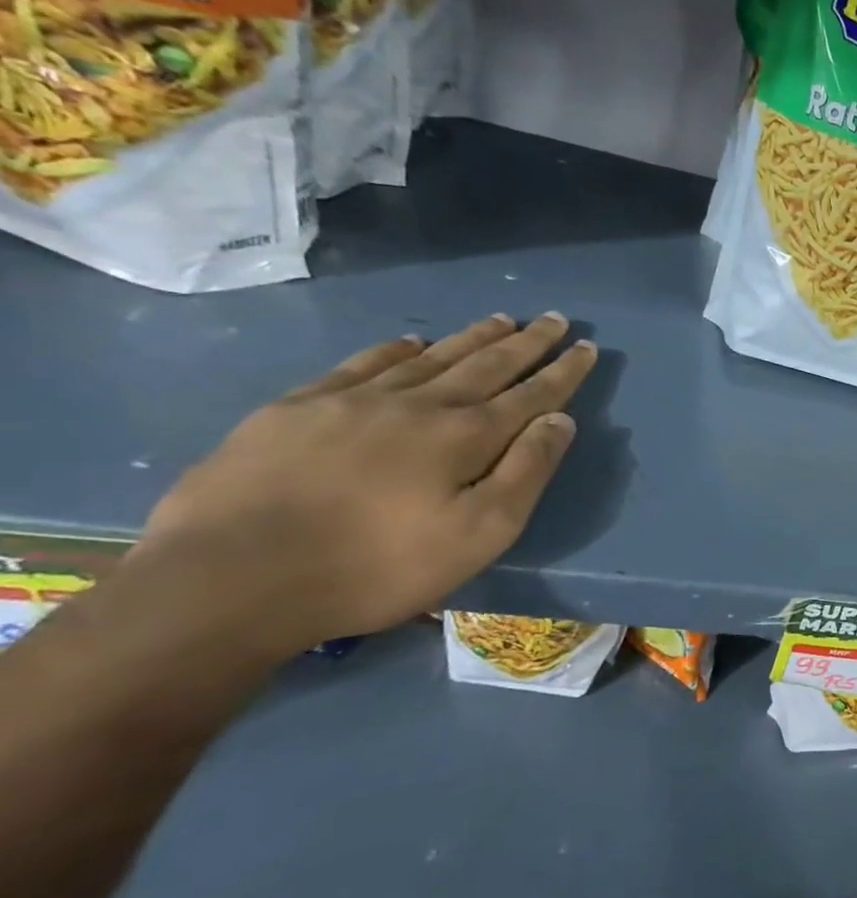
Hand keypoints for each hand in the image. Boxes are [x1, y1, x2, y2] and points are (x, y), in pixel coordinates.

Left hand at [131, 312, 597, 657]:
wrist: (229, 579)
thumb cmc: (375, 566)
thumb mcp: (478, 535)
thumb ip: (525, 473)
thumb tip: (561, 420)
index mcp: (464, 437)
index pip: (531, 395)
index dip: (563, 371)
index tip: (587, 346)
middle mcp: (417, 405)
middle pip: (485, 364)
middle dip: (526, 342)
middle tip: (554, 318)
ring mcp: (353, 401)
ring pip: (429, 357)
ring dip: (471, 337)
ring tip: (501, 318)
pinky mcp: (297, 409)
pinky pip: (360, 364)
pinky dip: (395, 348)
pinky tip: (410, 340)